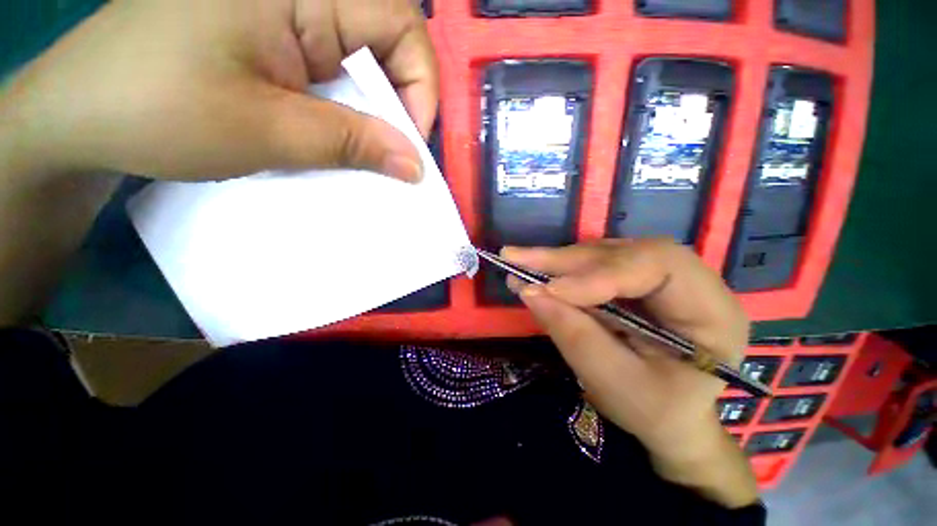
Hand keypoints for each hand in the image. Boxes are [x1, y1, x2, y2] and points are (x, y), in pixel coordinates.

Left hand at [3, 0, 435, 181]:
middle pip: (386, 40)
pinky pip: (334, 72)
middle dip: (399, 102)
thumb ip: (352, 143)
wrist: (82, 116)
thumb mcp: (268, 130)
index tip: (411, 142)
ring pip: (362, 61)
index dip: (420, 84)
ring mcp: (284, 14)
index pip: (400, 21)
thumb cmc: (158, 110)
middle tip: (394, 154)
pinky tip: (337, 136)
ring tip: (367, 152)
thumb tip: (414, 166)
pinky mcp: (274, 40)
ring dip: (373, 111)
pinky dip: (348, 110)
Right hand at [505, 240, 758, 506]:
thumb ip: (574, 336)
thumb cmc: (654, 412)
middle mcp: (690, 282)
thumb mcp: (616, 384)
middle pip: (625, 252)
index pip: (657, 267)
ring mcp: (658, 277)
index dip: (598, 274)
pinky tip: (537, 271)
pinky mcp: (633, 279)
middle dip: (567, 259)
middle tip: (517, 258)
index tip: (549, 289)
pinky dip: (562, 268)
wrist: (669, 417)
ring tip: (520, 263)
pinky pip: (594, 264)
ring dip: (559, 260)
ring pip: (604, 253)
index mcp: (711, 312)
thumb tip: (529, 292)